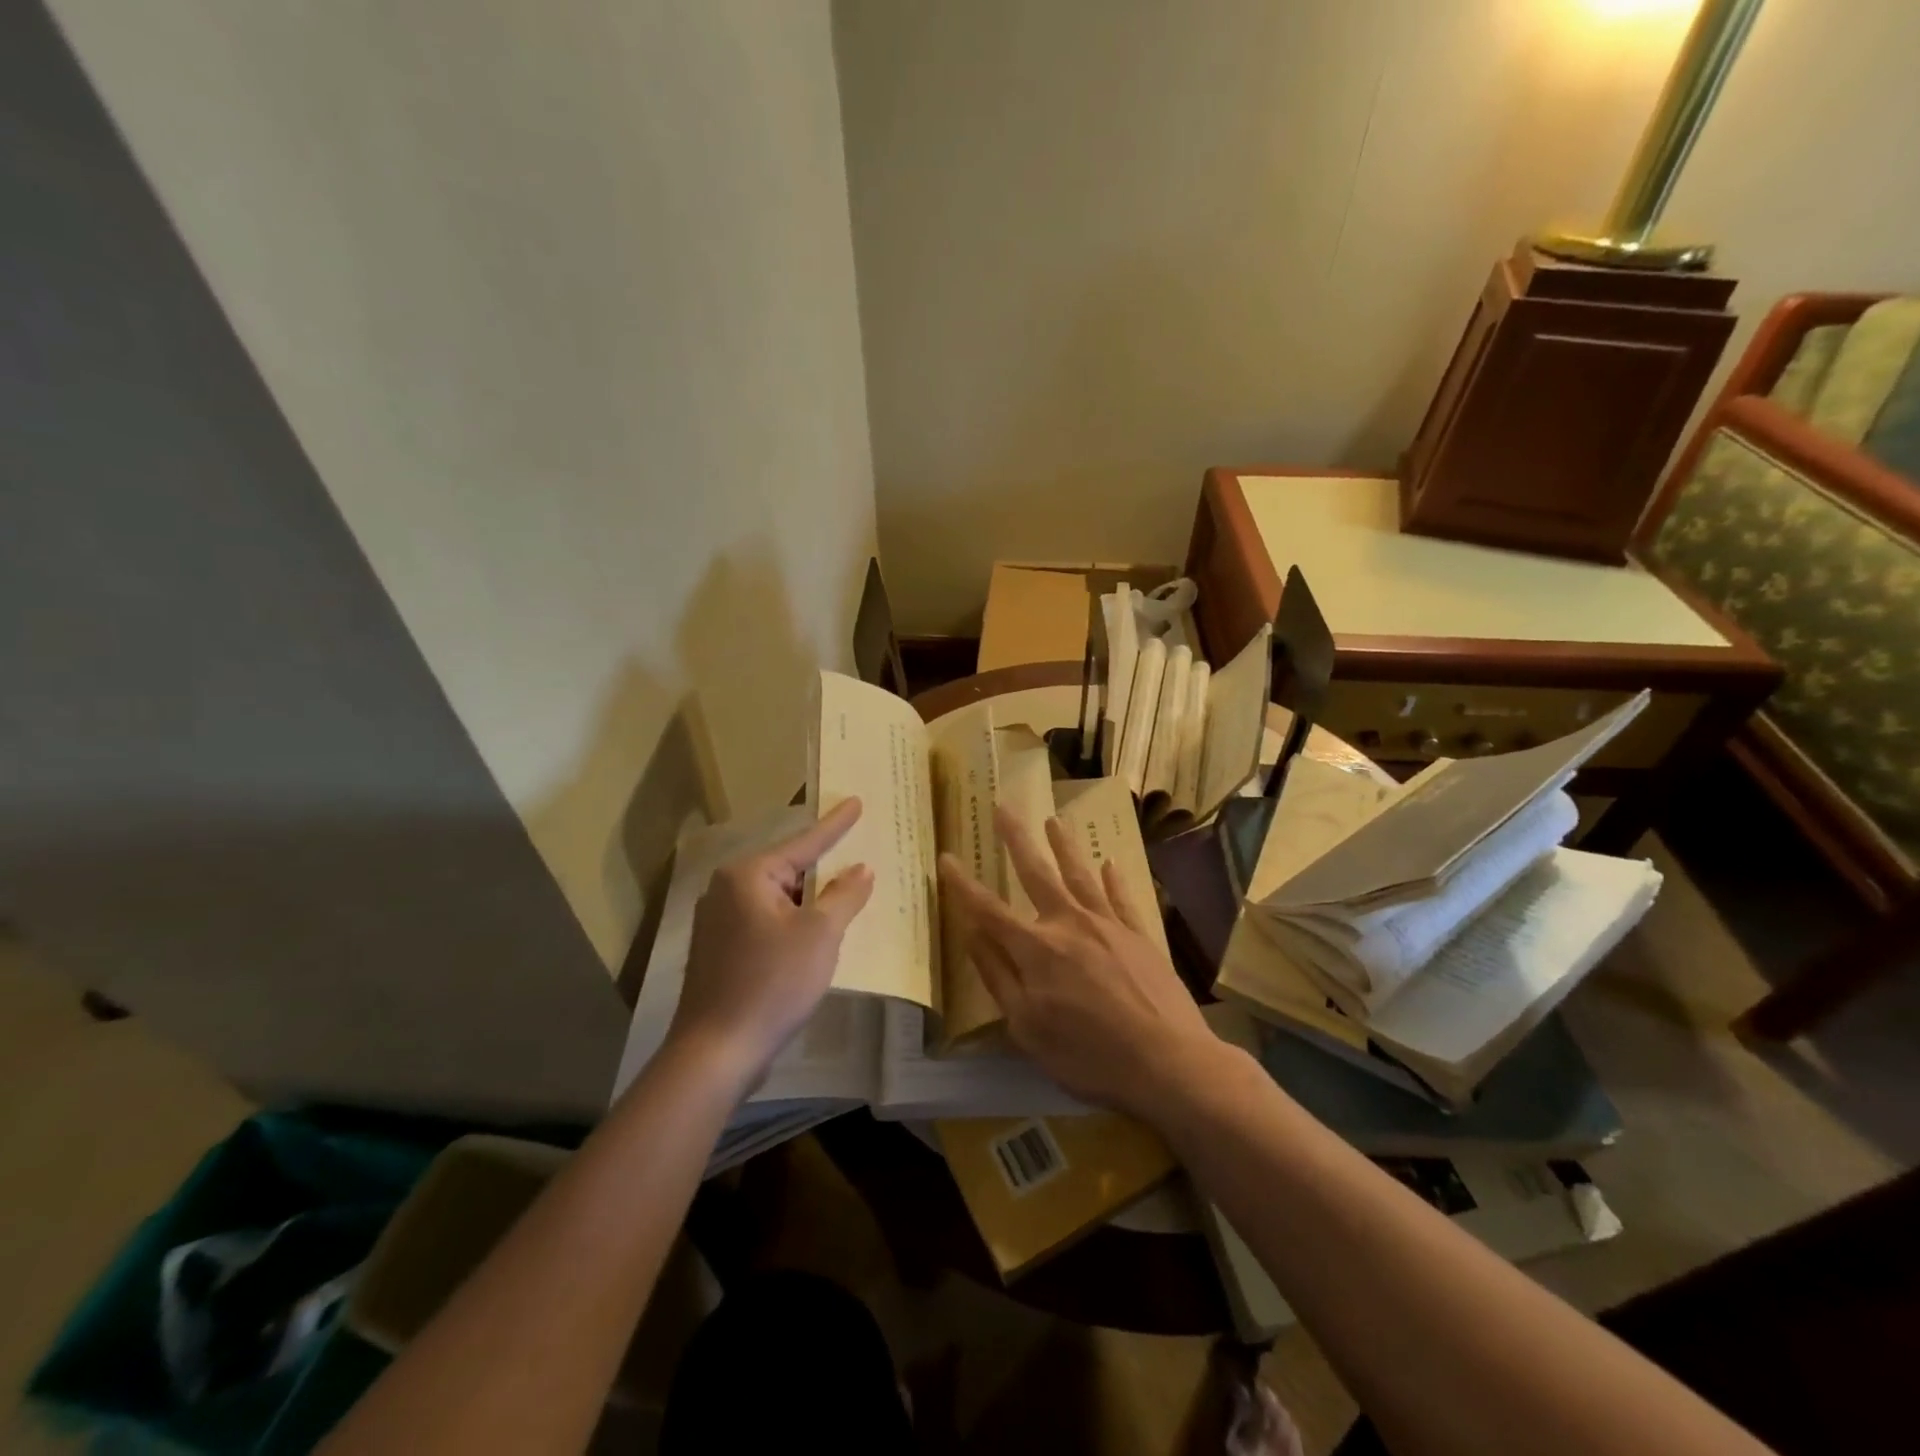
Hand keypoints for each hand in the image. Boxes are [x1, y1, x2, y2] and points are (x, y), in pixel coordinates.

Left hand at [666, 799, 873, 1084]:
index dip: (836, 824)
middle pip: (788, 869)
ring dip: (809, 901)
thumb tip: (863, 868)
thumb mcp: (820, 935)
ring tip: (843, 896)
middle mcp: (726, 889)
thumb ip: (845, 895)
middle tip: (857, 856)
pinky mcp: (719, 949)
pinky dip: (792, 921)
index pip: (803, 842)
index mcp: (748, 875)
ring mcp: (718, 921)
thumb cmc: (772, 983)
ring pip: (777, 897)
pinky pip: (765, 920)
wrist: (717, 1051)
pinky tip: (813, 934)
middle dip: (823, 868)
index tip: (857, 802)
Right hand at [937, 807, 1218, 1122]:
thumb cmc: (1088, 1054)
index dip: (963, 884)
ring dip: (1065, 846)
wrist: (1167, 1061)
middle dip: (1017, 839)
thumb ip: (998, 976)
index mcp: (1035, 949)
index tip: (946, 857)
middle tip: (1004, 806)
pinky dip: (1114, 879)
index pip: (988, 910)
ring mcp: (1108, 925)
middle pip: (1036, 873)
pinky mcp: (1140, 935)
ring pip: (1080, 875)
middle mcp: (1068, 924)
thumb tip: (972, 934)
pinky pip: (1122, 898)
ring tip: (1054, 820)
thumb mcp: (1027, 1028)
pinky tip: (1110, 864)